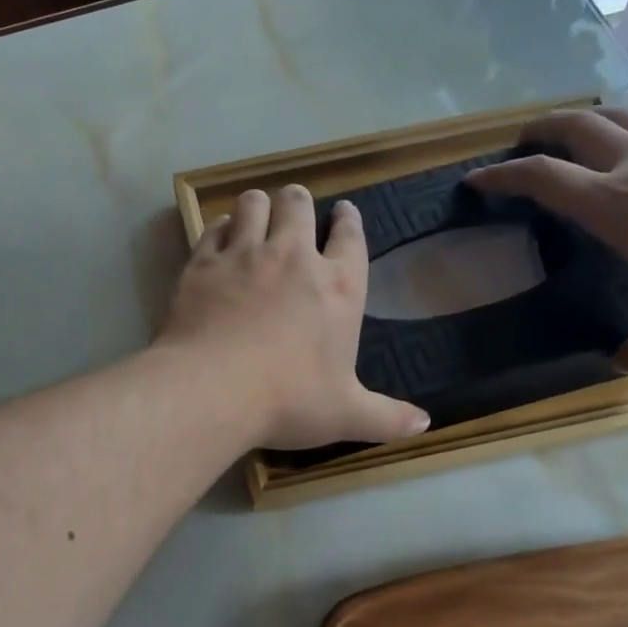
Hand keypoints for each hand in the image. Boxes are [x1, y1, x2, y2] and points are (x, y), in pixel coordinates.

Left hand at [157, 185, 430, 448]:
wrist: (211, 389)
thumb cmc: (287, 401)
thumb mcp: (345, 416)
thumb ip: (386, 417)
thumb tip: (424, 424)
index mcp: (338, 287)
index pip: (350, 236)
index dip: (348, 220)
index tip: (344, 211)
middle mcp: (293, 257)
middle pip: (298, 205)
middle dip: (298, 201)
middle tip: (294, 208)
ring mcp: (244, 255)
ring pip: (253, 204)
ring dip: (258, 205)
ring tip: (256, 214)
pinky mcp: (203, 262)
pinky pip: (213, 227)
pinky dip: (220, 227)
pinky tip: (221, 236)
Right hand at [467, 109, 627, 372]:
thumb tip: (620, 366)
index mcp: (615, 203)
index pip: (540, 178)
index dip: (500, 176)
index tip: (474, 178)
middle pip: (574, 126)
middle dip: (538, 130)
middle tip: (521, 142)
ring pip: (618, 116)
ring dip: (585, 121)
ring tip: (576, 135)